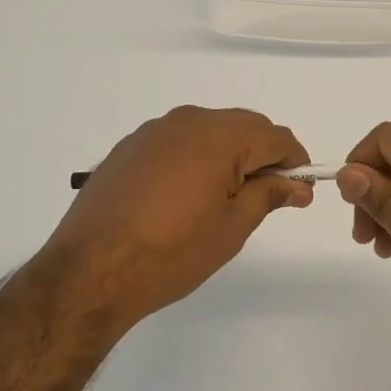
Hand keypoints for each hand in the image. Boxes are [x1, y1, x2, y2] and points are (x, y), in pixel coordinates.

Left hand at [44, 106, 311, 334]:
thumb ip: (268, 195)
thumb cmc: (171, 252)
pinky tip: (184, 196)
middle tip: (266, 198)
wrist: (90, 270)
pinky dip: (195, 158)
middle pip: (243, 127)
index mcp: (220, 136)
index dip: (295, 162)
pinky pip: (177, 141)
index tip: (299, 192)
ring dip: (228, 155)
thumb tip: (297, 184)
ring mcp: (154, 131)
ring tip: (224, 199)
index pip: (275, 136)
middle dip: (263, 156)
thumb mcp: (231, 227)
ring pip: (209, 131)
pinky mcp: (129, 146)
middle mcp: (188, 120)